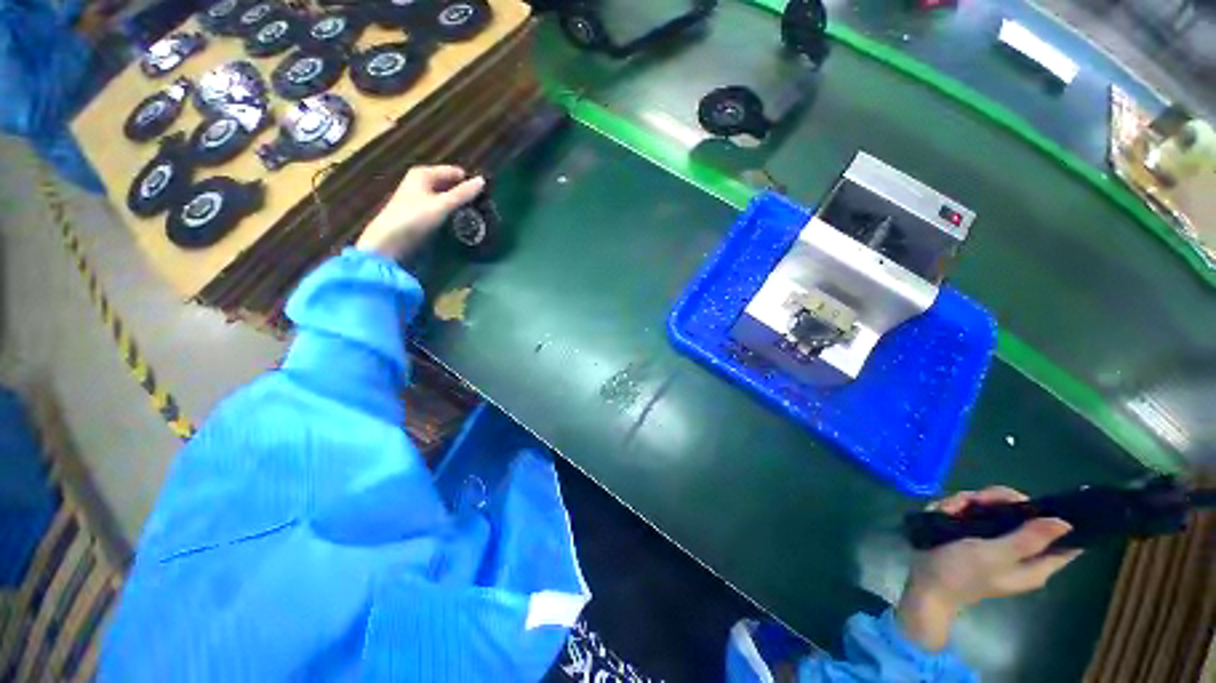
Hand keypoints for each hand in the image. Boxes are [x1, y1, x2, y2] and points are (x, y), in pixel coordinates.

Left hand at [355, 165, 484, 257]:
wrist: (389, 240)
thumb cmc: (414, 218)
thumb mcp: (442, 204)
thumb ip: (463, 194)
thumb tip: (483, 180)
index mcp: (424, 173)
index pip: (454, 172)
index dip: (469, 182)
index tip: (486, 197)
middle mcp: (421, 181)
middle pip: (450, 183)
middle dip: (464, 193)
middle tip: (483, 208)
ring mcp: (419, 196)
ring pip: (446, 196)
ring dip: (458, 204)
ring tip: (475, 216)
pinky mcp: (419, 211)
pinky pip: (441, 206)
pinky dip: (450, 211)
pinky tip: (459, 221)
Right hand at [896, 486, 1081, 651]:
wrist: (923, 584)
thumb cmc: (961, 573)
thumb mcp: (994, 556)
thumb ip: (1027, 540)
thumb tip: (1065, 522)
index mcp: (1034, 565)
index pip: (1064, 542)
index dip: (1060, 520)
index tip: (1041, 503)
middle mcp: (1020, 552)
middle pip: (1024, 515)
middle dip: (998, 501)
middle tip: (976, 500)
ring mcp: (995, 543)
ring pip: (995, 509)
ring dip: (970, 502)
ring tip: (950, 508)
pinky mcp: (973, 536)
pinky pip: (973, 513)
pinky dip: (957, 507)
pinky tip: (943, 511)